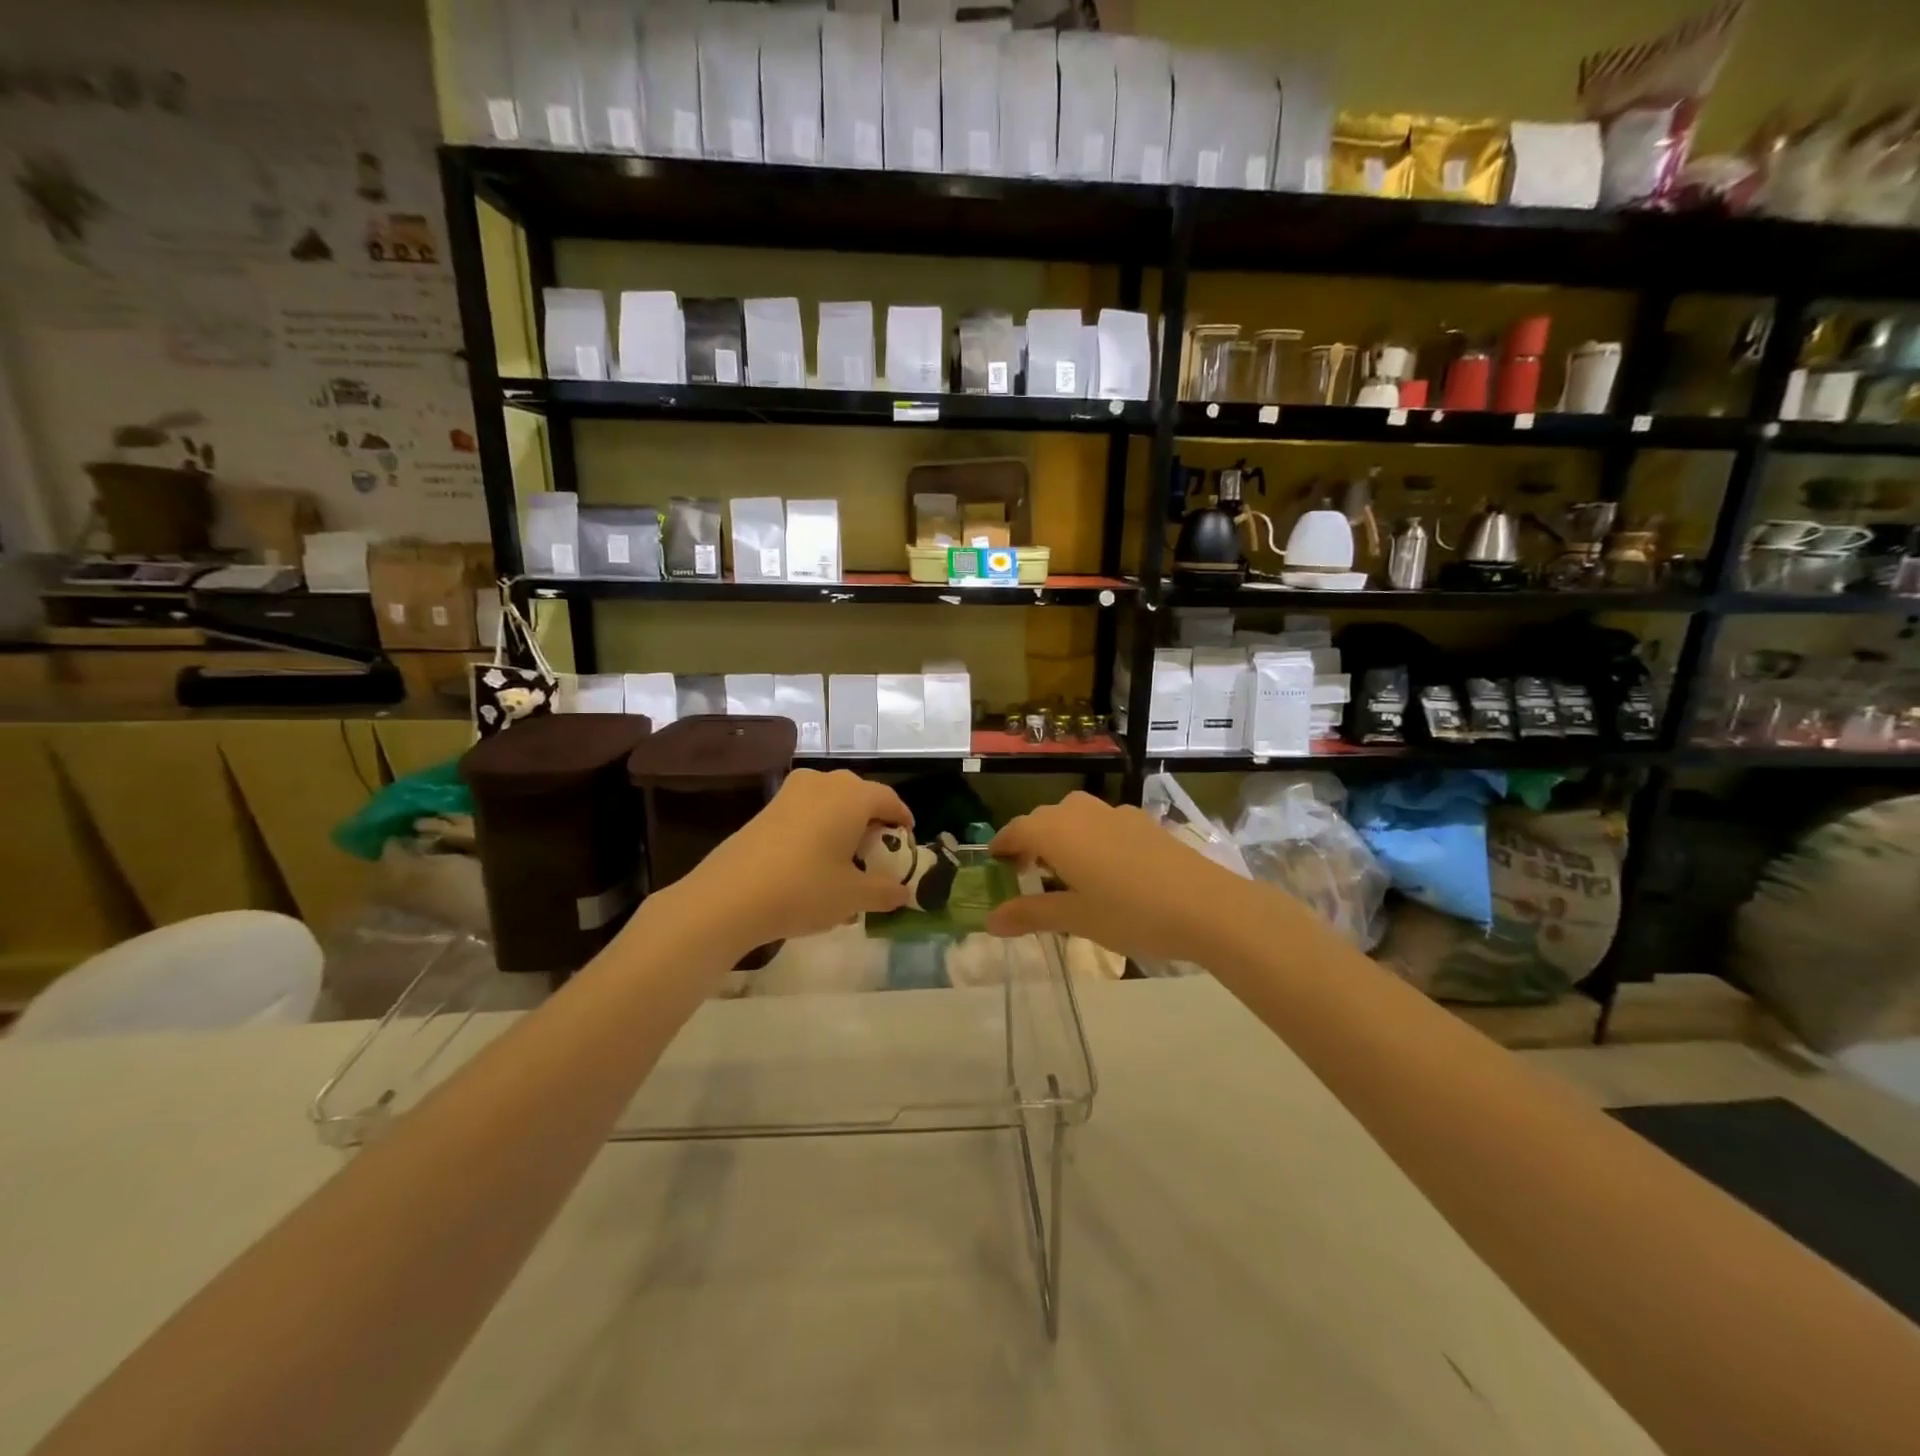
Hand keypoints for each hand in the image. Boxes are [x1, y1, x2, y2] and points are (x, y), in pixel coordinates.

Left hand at [666, 769, 916, 957]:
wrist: (728, 897)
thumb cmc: (803, 889)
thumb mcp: (852, 896)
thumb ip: (884, 891)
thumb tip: (903, 893)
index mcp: (852, 795)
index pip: (889, 799)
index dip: (903, 820)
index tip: (908, 841)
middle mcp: (824, 783)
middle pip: (860, 796)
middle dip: (873, 822)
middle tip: (878, 853)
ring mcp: (791, 792)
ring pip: (831, 803)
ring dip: (844, 825)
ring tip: (846, 861)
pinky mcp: (767, 808)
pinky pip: (807, 812)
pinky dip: (819, 830)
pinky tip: (814, 864)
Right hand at [986, 792, 1253, 963]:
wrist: (1206, 906)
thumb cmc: (1130, 913)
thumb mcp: (1075, 919)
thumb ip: (1030, 914)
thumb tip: (990, 920)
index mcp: (1056, 831)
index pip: (1015, 830)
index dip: (1001, 847)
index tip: (994, 866)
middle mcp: (1080, 811)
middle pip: (1043, 820)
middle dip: (1030, 843)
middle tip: (1026, 873)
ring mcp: (1115, 813)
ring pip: (1074, 818)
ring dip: (1060, 838)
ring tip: (1064, 872)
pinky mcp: (1143, 822)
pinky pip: (1102, 823)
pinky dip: (1090, 838)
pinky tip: (1106, 869)